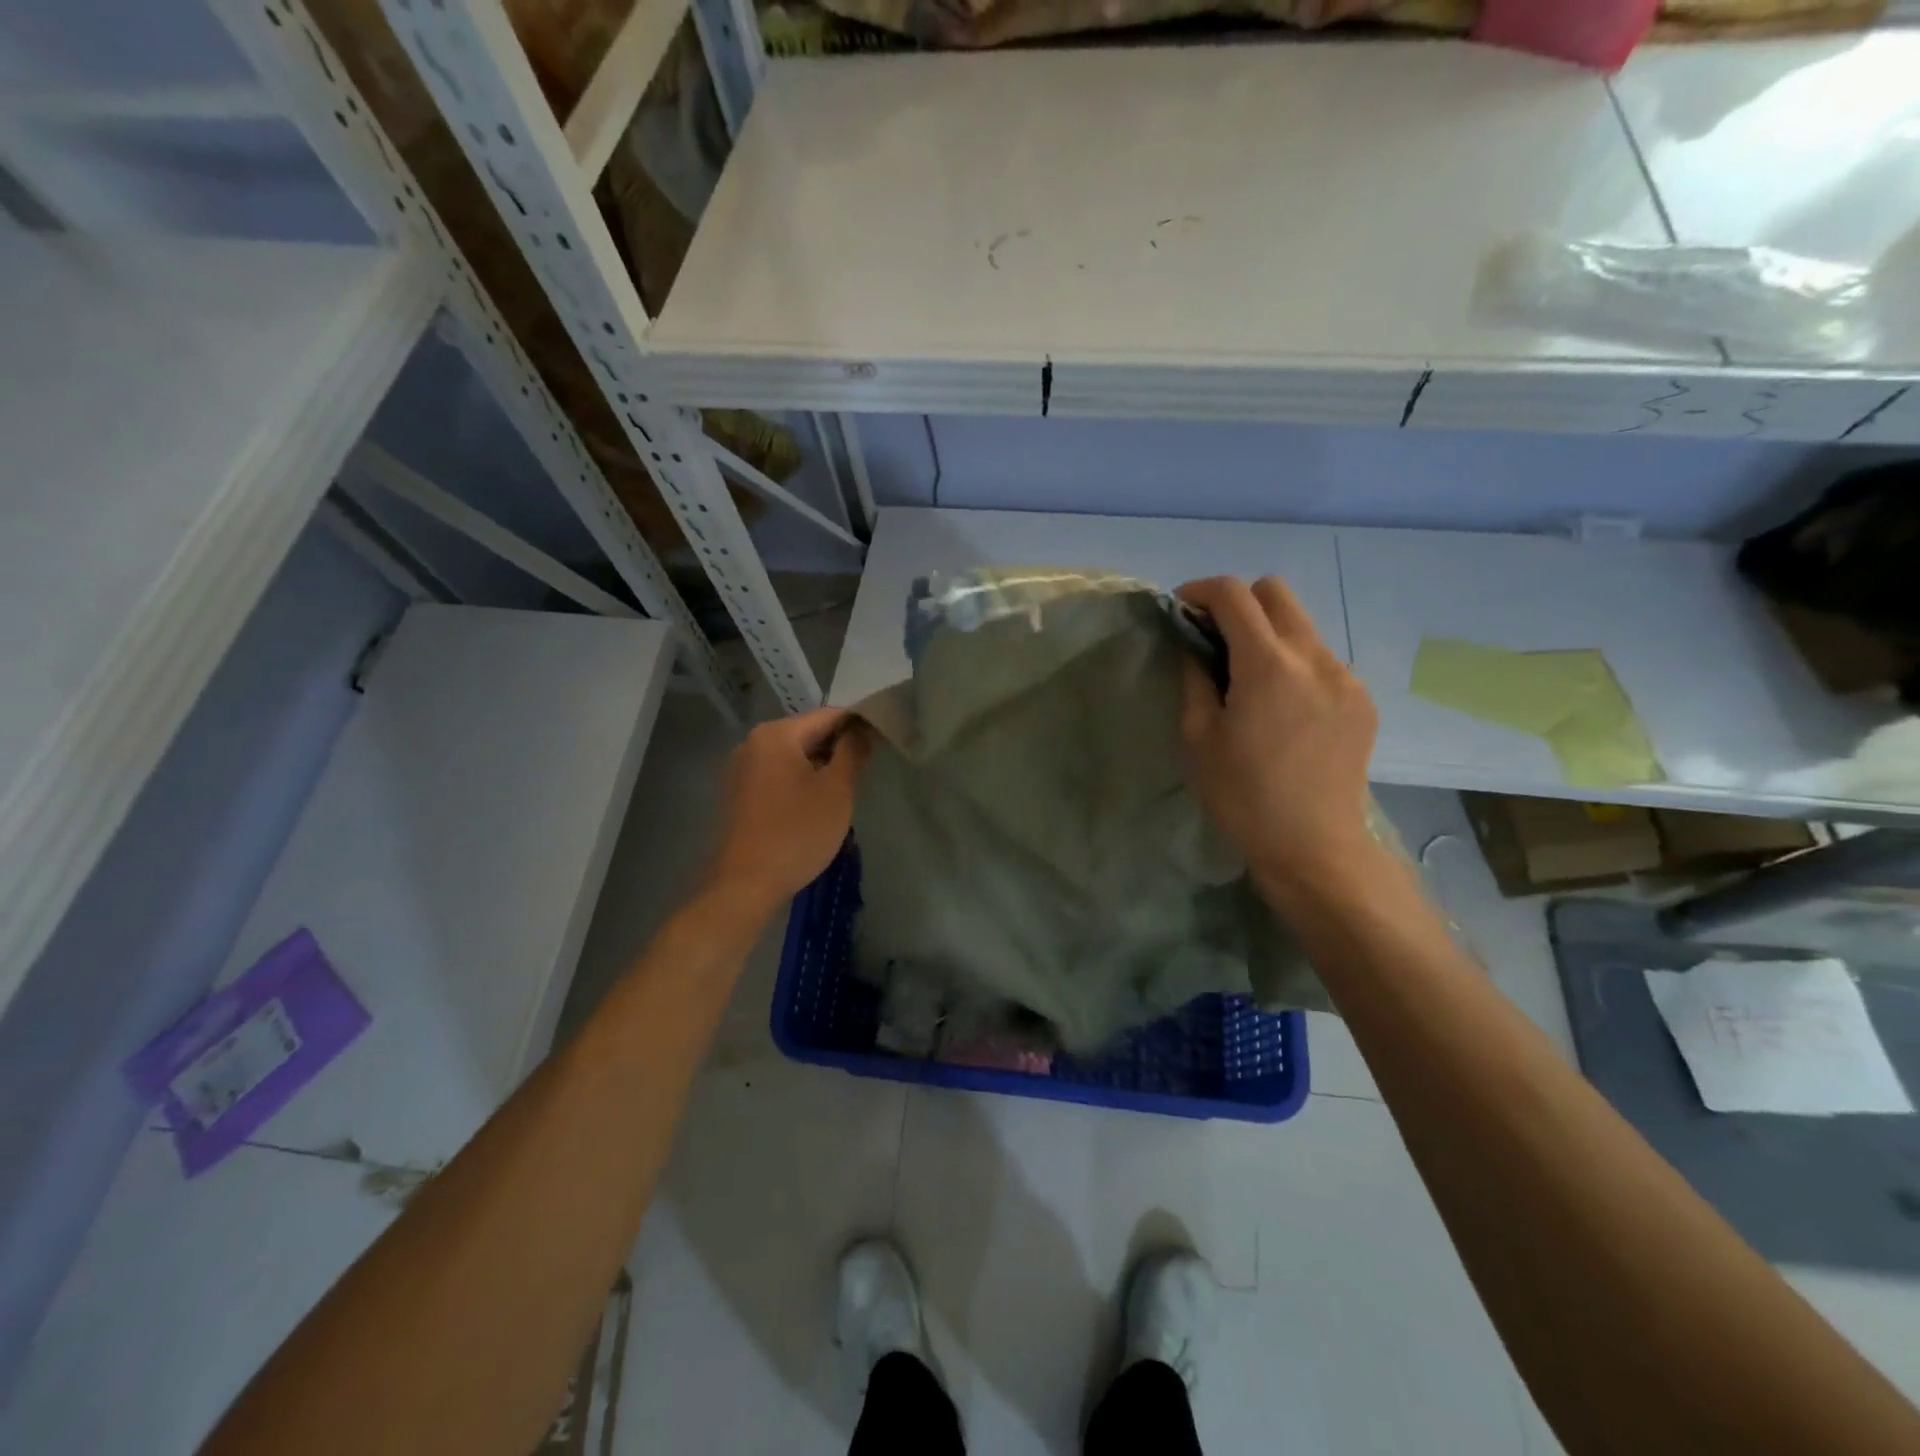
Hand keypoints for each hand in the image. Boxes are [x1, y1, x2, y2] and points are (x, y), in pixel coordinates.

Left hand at [704, 707, 871, 915]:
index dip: (859, 725)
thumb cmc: (796, 832)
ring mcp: (740, 770)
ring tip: (847, 787)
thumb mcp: (836, 791)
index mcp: (776, 734)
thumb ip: (853, 752)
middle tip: (869, 768)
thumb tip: (864, 729)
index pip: (828, 716)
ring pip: (792, 757)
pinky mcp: (737, 795)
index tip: (884, 740)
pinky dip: (799, 782)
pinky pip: (776, 776)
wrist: (743, 885)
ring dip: (820, 767)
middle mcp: (752, 743)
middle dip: (838, 748)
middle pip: (807, 734)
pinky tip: (816, 805)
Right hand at [1177, 577, 1380, 901]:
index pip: (1234, 595)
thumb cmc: (1242, 797)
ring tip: (1250, 679)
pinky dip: (1295, 664)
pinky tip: (1284, 707)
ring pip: (1302, 625)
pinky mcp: (1362, 700)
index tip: (1181, 610)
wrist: (1313, 847)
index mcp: (1268, 665)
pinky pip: (1322, 660)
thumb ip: (1195, 679)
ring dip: (1269, 634)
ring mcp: (1346, 677)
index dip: (1201, 591)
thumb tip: (1194, 646)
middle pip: (1276, 593)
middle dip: (1239, 602)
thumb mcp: (1198, 739)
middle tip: (1215, 639)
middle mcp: (1314, 657)